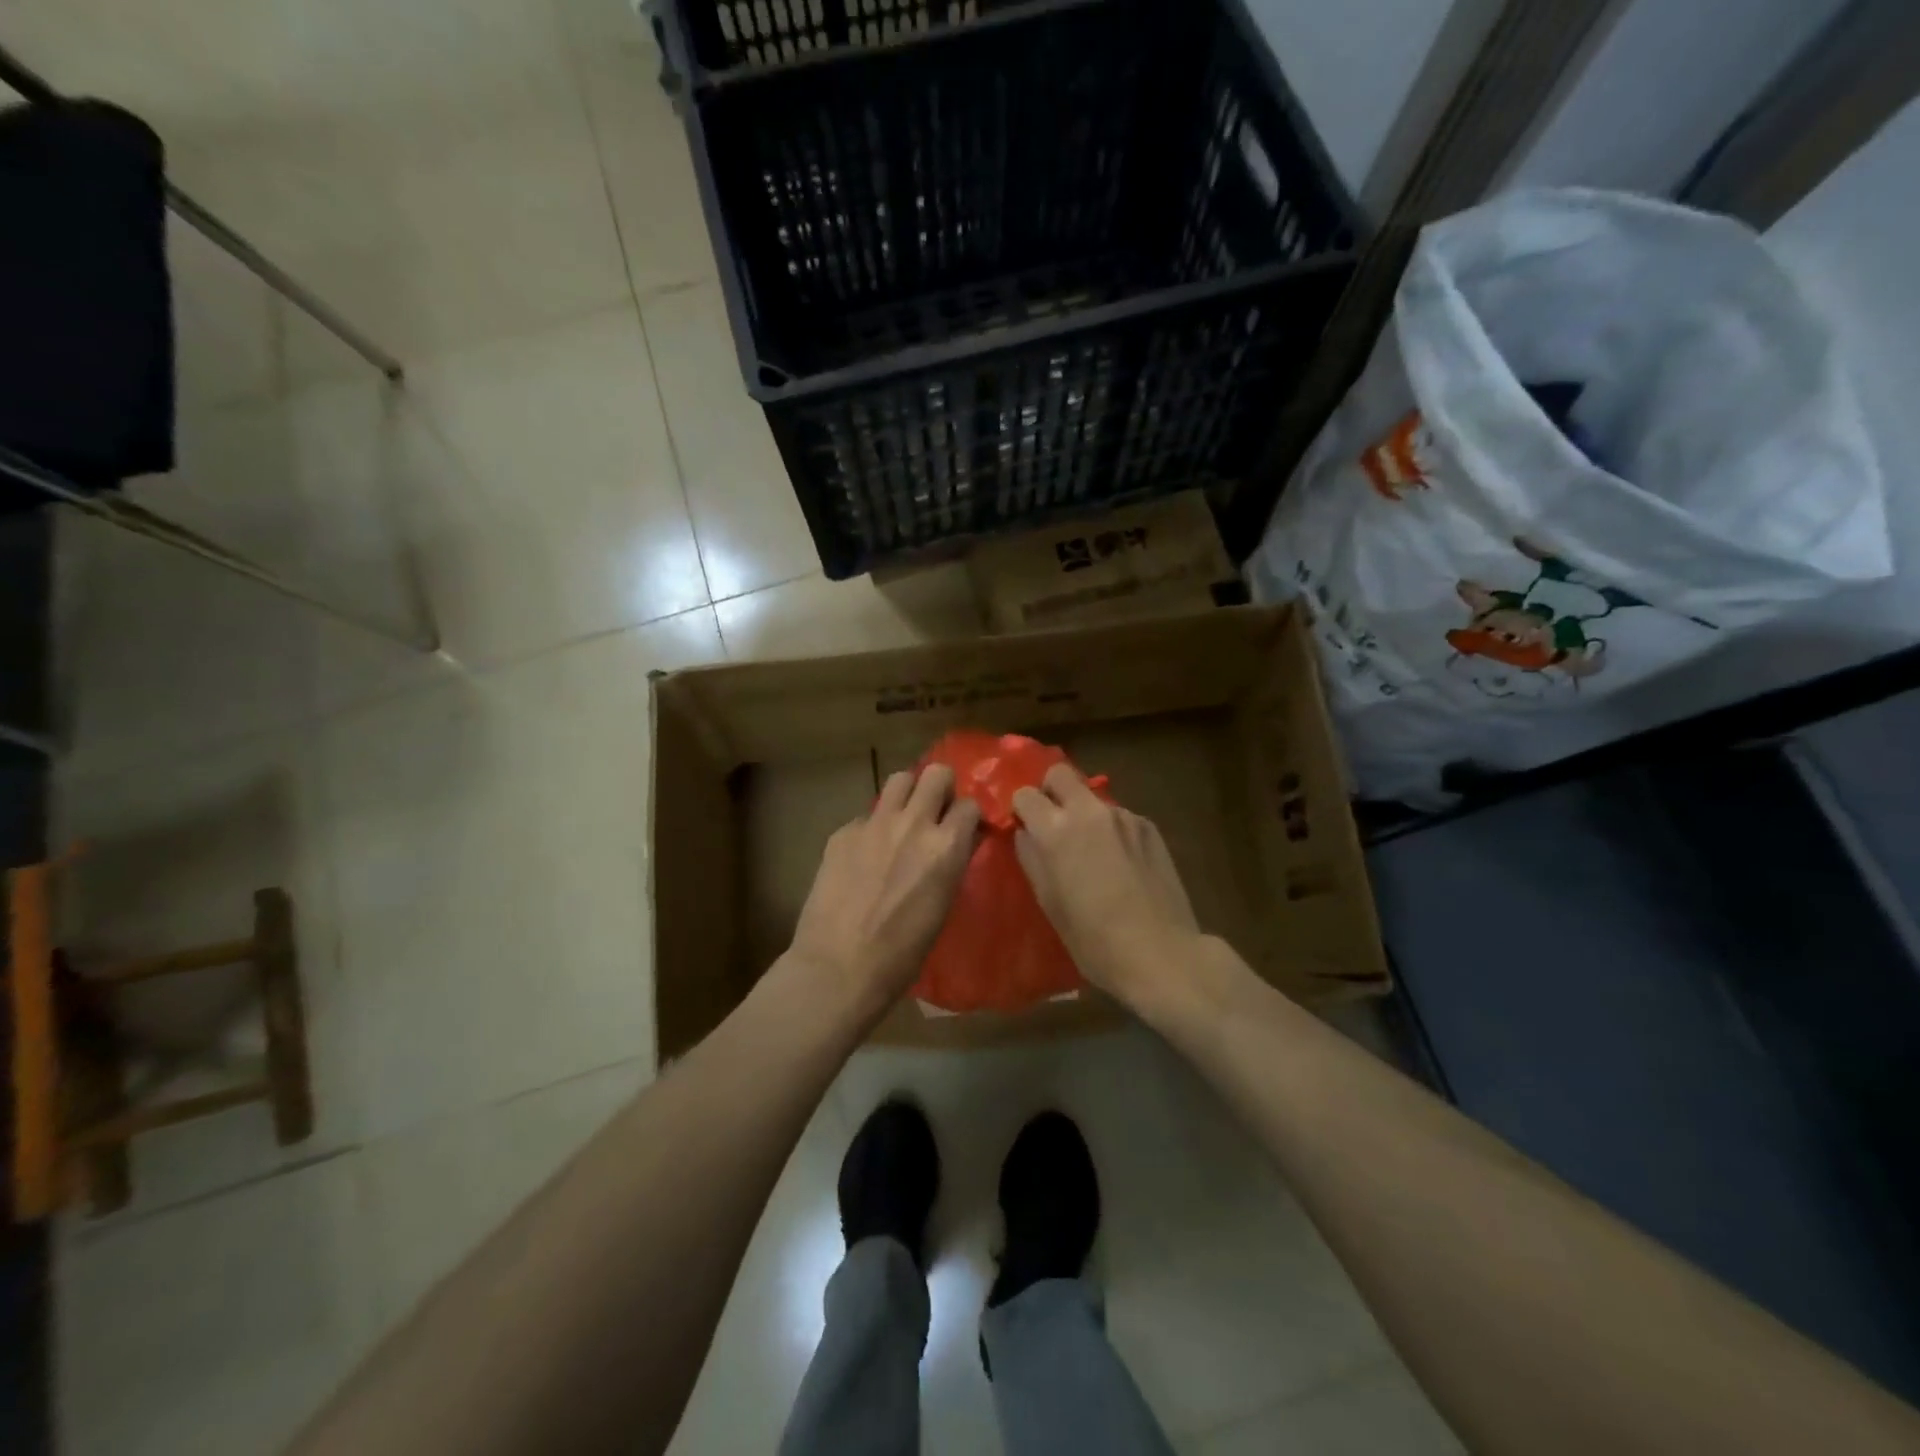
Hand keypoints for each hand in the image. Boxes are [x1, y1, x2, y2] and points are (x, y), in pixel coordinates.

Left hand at [790, 764, 980, 1015]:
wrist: (840, 966)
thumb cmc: (902, 953)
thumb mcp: (943, 905)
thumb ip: (951, 863)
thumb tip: (957, 842)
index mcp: (946, 846)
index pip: (969, 805)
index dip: (967, 816)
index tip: (963, 828)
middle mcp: (913, 823)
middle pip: (935, 774)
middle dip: (940, 788)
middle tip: (934, 811)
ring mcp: (874, 823)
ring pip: (898, 780)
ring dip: (907, 794)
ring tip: (902, 819)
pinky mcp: (843, 832)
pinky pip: (865, 816)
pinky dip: (871, 828)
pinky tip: (864, 856)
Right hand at [1012, 764, 1201, 1012]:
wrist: (1160, 952)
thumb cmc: (1093, 938)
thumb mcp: (1048, 902)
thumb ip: (1031, 858)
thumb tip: (1026, 833)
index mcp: (1056, 830)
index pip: (1025, 794)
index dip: (1021, 810)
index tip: (1024, 829)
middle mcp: (1089, 811)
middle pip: (1060, 773)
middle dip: (1050, 791)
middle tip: (1052, 823)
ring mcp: (1124, 816)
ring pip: (1092, 797)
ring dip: (1083, 813)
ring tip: (1092, 852)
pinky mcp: (1149, 827)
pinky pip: (1119, 817)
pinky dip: (1110, 830)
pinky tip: (1120, 864)